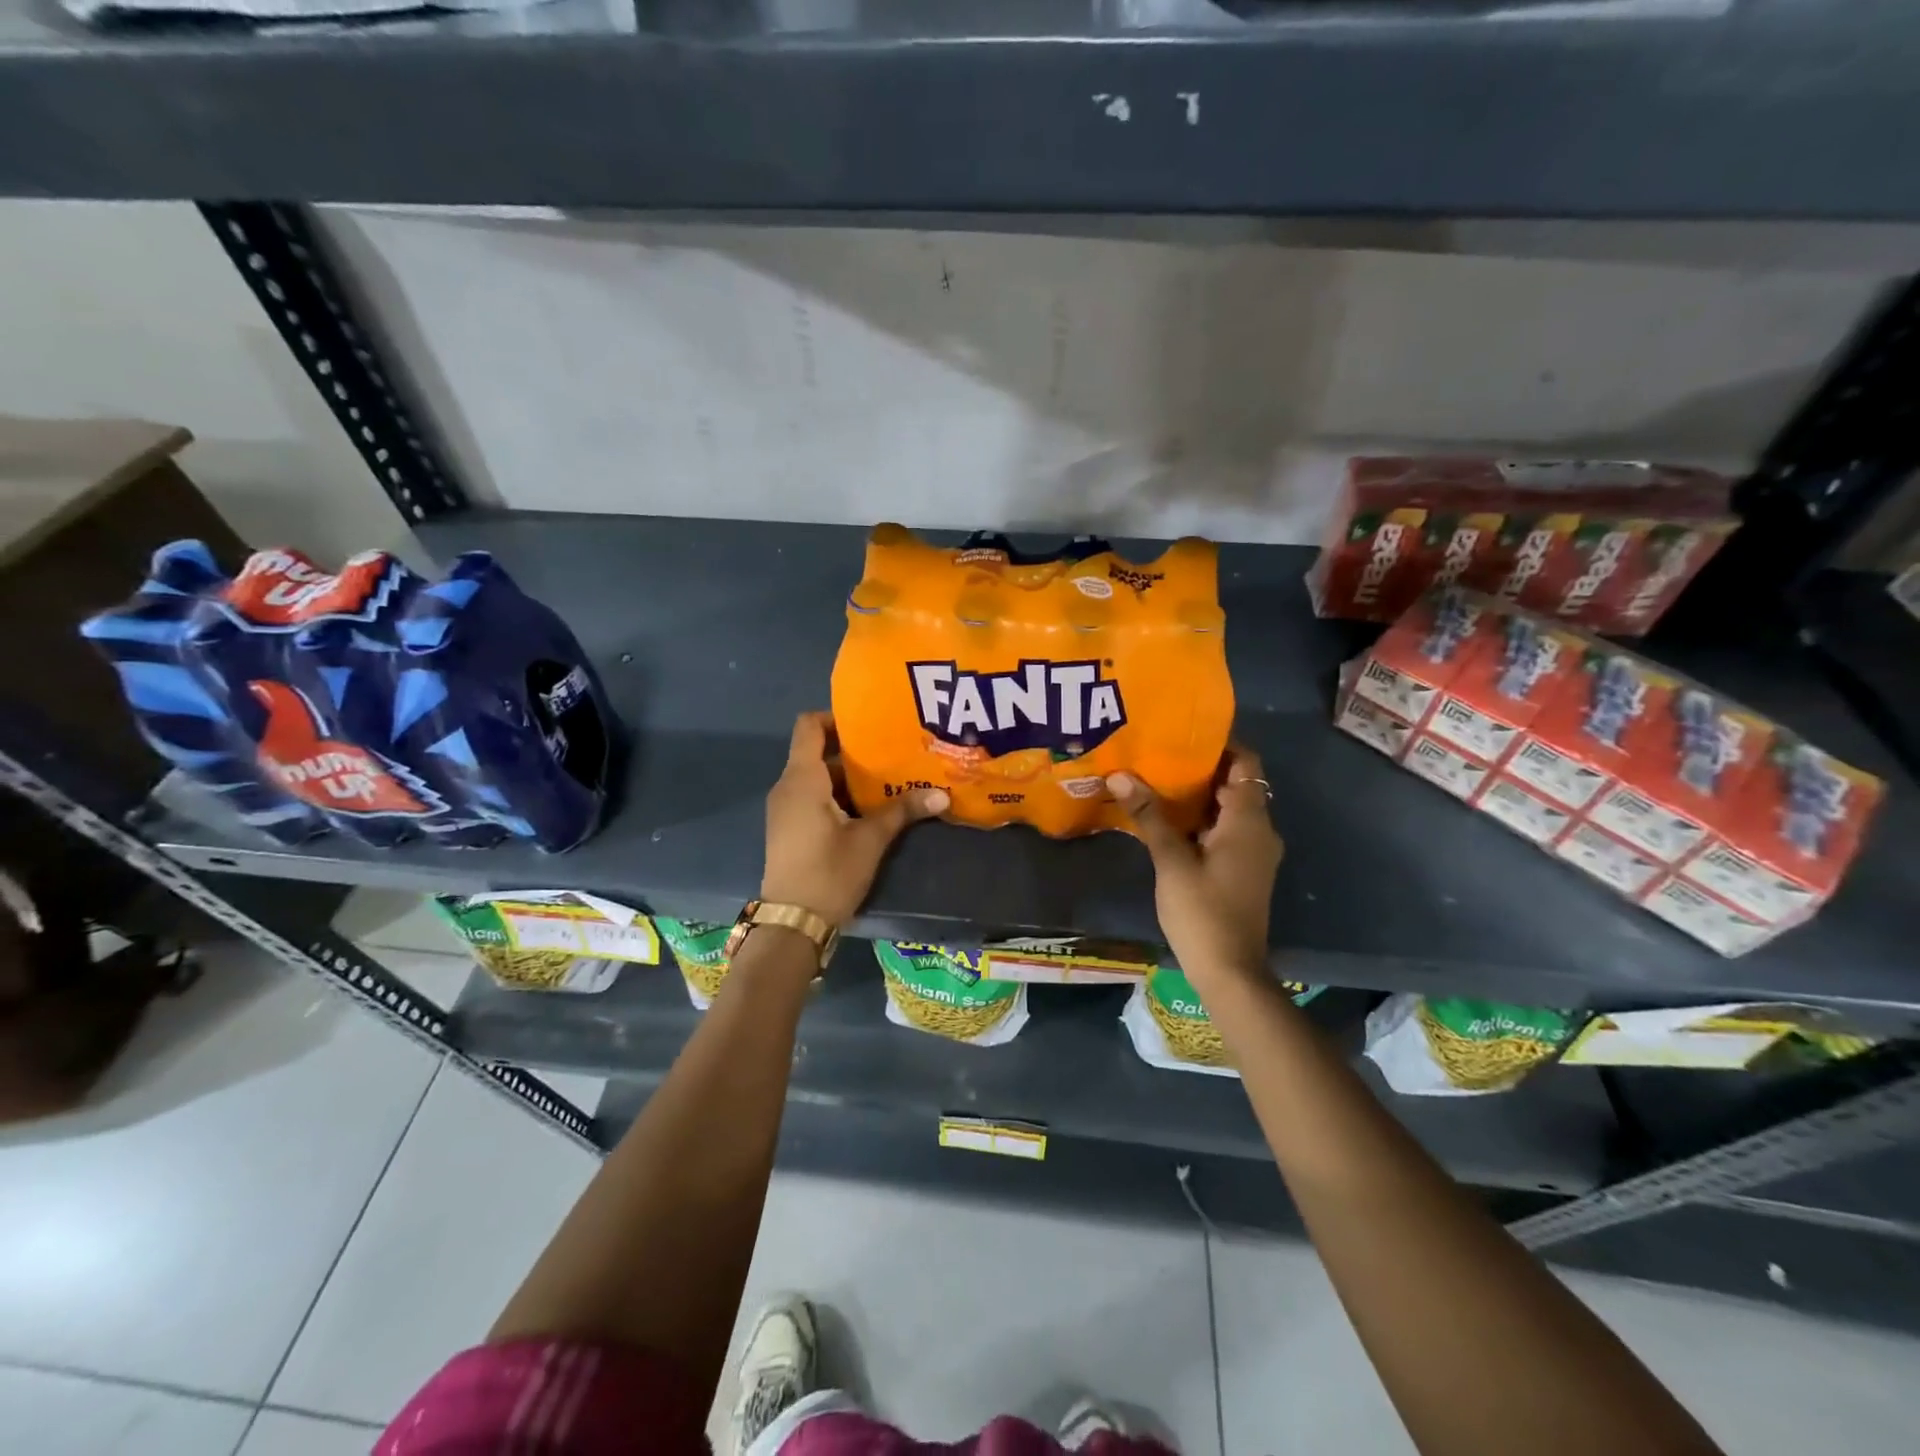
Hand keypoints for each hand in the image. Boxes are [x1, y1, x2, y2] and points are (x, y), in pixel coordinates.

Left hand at [761, 712, 948, 928]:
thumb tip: (942, 795)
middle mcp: (788, 787)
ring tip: (888, 778)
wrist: (793, 923)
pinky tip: (870, 808)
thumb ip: (902, 811)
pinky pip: (812, 797)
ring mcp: (785, 809)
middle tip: (892, 751)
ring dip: (849, 777)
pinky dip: (838, 795)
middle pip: (817, 752)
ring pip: (817, 777)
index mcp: (802, 779)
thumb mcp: (870, 839)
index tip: (870, 724)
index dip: (836, 717)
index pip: (809, 726)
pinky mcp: (789, 828)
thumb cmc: (829, 872)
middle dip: (854, 751)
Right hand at [1106, 745, 1282, 983]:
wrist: (1230, 972)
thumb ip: (1149, 816)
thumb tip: (1121, 775)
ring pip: (1229, 809)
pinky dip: (1202, 819)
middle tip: (1159, 753)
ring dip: (1199, 795)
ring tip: (1157, 779)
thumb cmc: (1203, 912)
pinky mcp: (1243, 870)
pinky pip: (1225, 830)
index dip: (1221, 744)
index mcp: (1249, 821)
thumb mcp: (1171, 861)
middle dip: (1201, 767)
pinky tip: (1167, 820)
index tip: (1184, 733)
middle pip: (1236, 784)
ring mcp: (1253, 853)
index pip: (1245, 763)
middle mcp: (1259, 831)